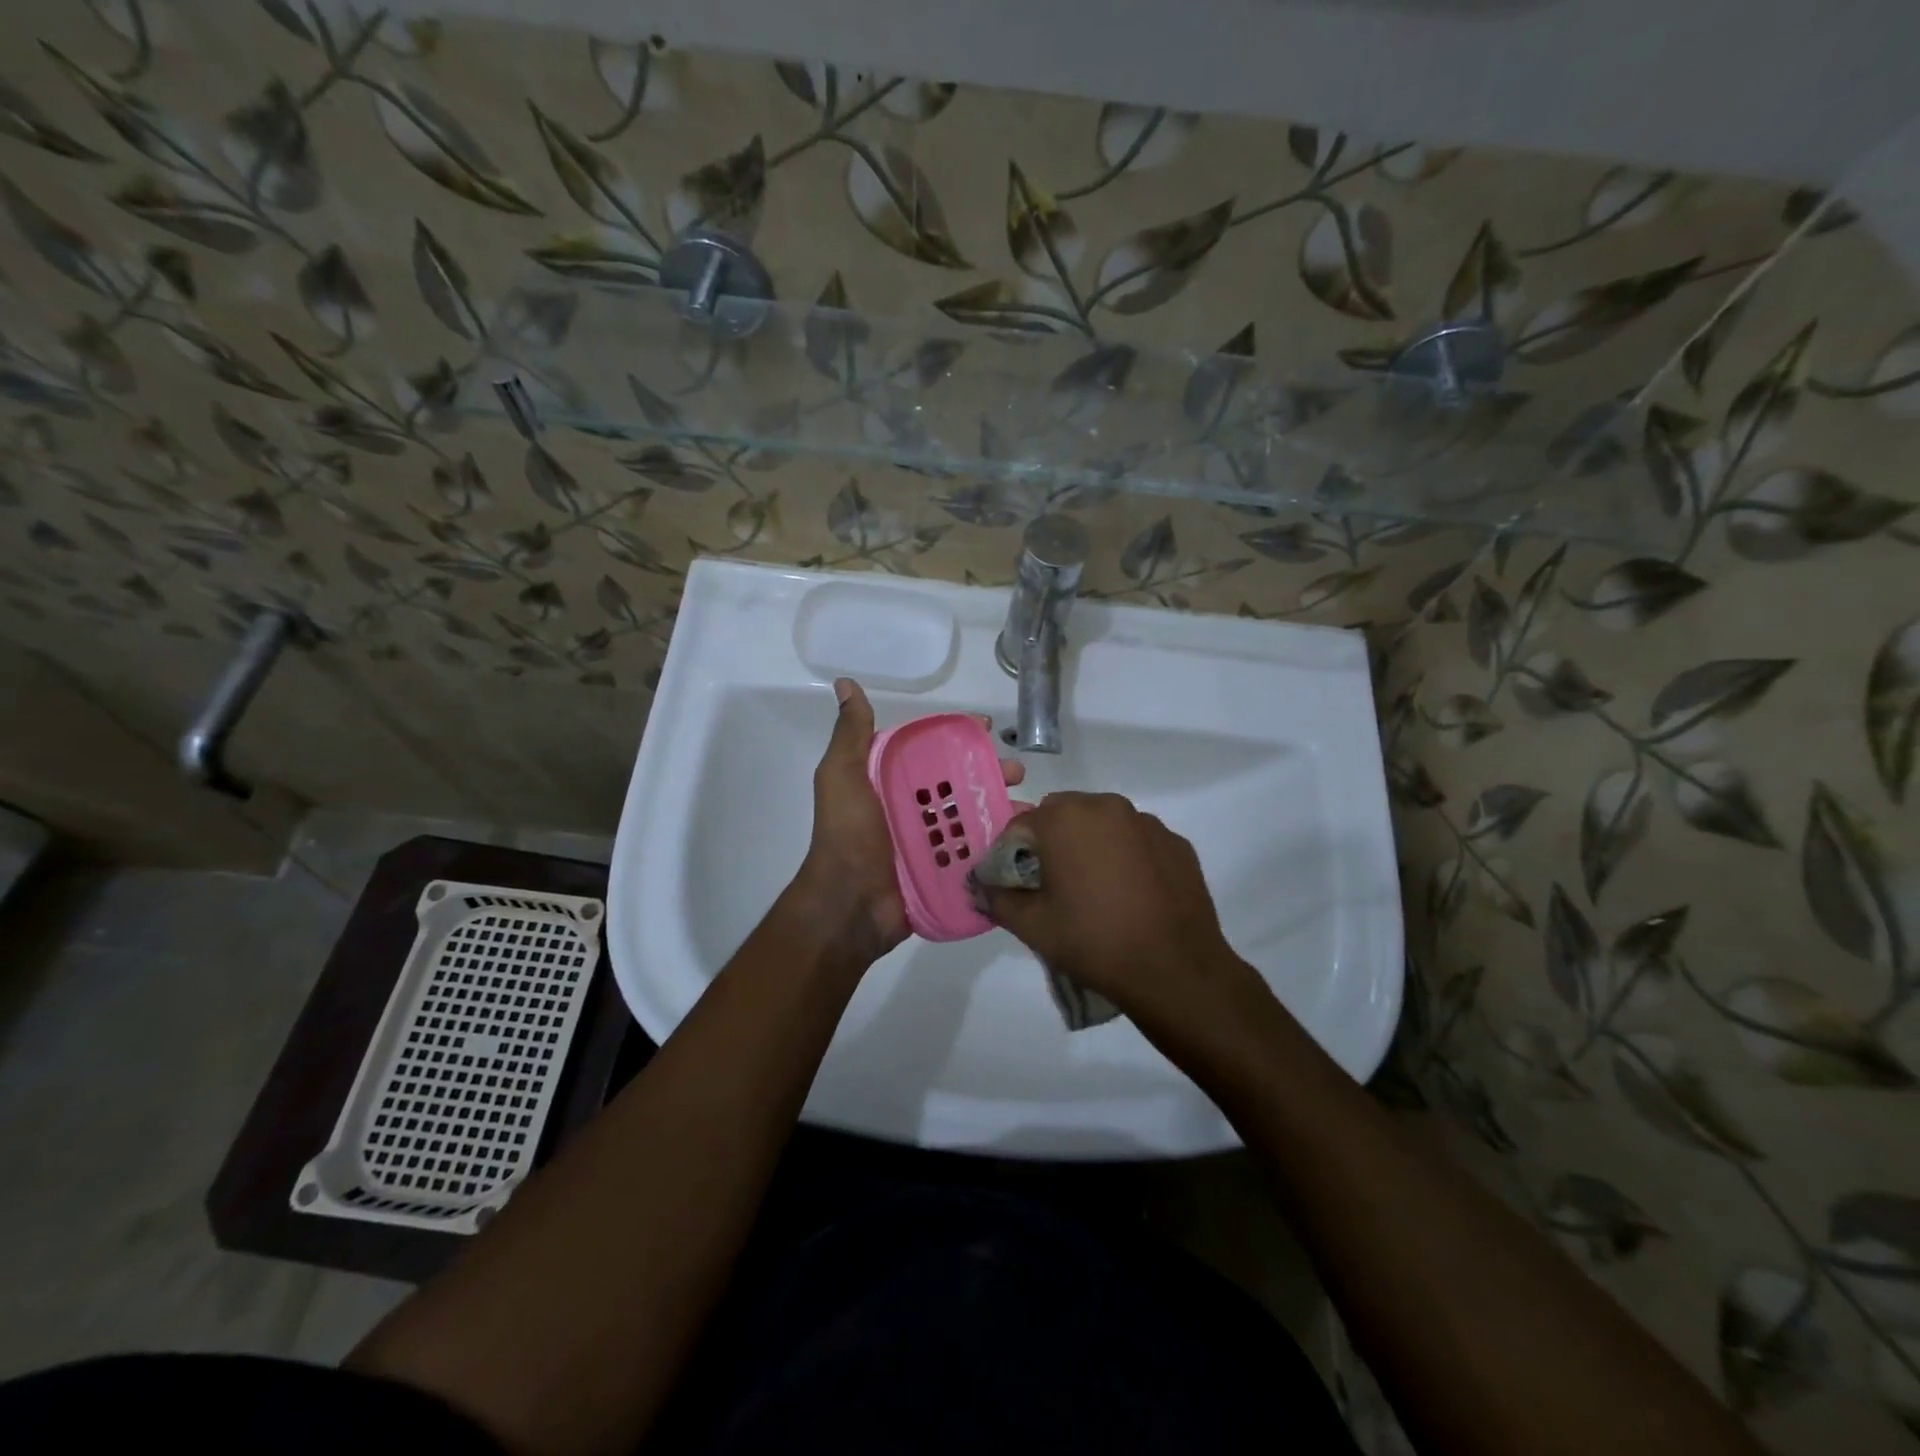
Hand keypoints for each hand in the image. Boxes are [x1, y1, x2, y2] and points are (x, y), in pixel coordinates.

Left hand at [790, 678, 1024, 967]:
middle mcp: (910, 808)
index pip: (930, 750)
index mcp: (888, 782)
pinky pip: (975, 851)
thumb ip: (851, 734)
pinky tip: (1025, 838)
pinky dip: (999, 843)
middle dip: (989, 772)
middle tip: (1017, 771)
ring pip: (972, 816)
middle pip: (958, 782)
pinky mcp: (943, 870)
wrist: (850, 904)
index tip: (987, 728)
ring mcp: (929, 841)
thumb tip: (845, 684)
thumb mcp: (842, 776)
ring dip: (1000, 806)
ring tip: (1028, 807)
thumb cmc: (848, 834)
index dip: (958, 737)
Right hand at [978, 793, 1265, 1038]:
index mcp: (1066, 817)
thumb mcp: (1032, 926)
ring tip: (1095, 892)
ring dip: (1091, 846)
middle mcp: (1107, 806)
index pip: (1020, 825)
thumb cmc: (1094, 941)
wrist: (1176, 970)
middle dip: (1051, 844)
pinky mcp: (1177, 843)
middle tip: (1053, 887)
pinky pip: (1137, 841)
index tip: (1015, 885)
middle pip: (1063, 816)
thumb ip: (997, 898)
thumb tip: (979, 887)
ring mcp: (1147, 822)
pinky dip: (1127, 857)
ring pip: (1103, 825)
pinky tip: (1131, 895)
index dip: (1011, 854)